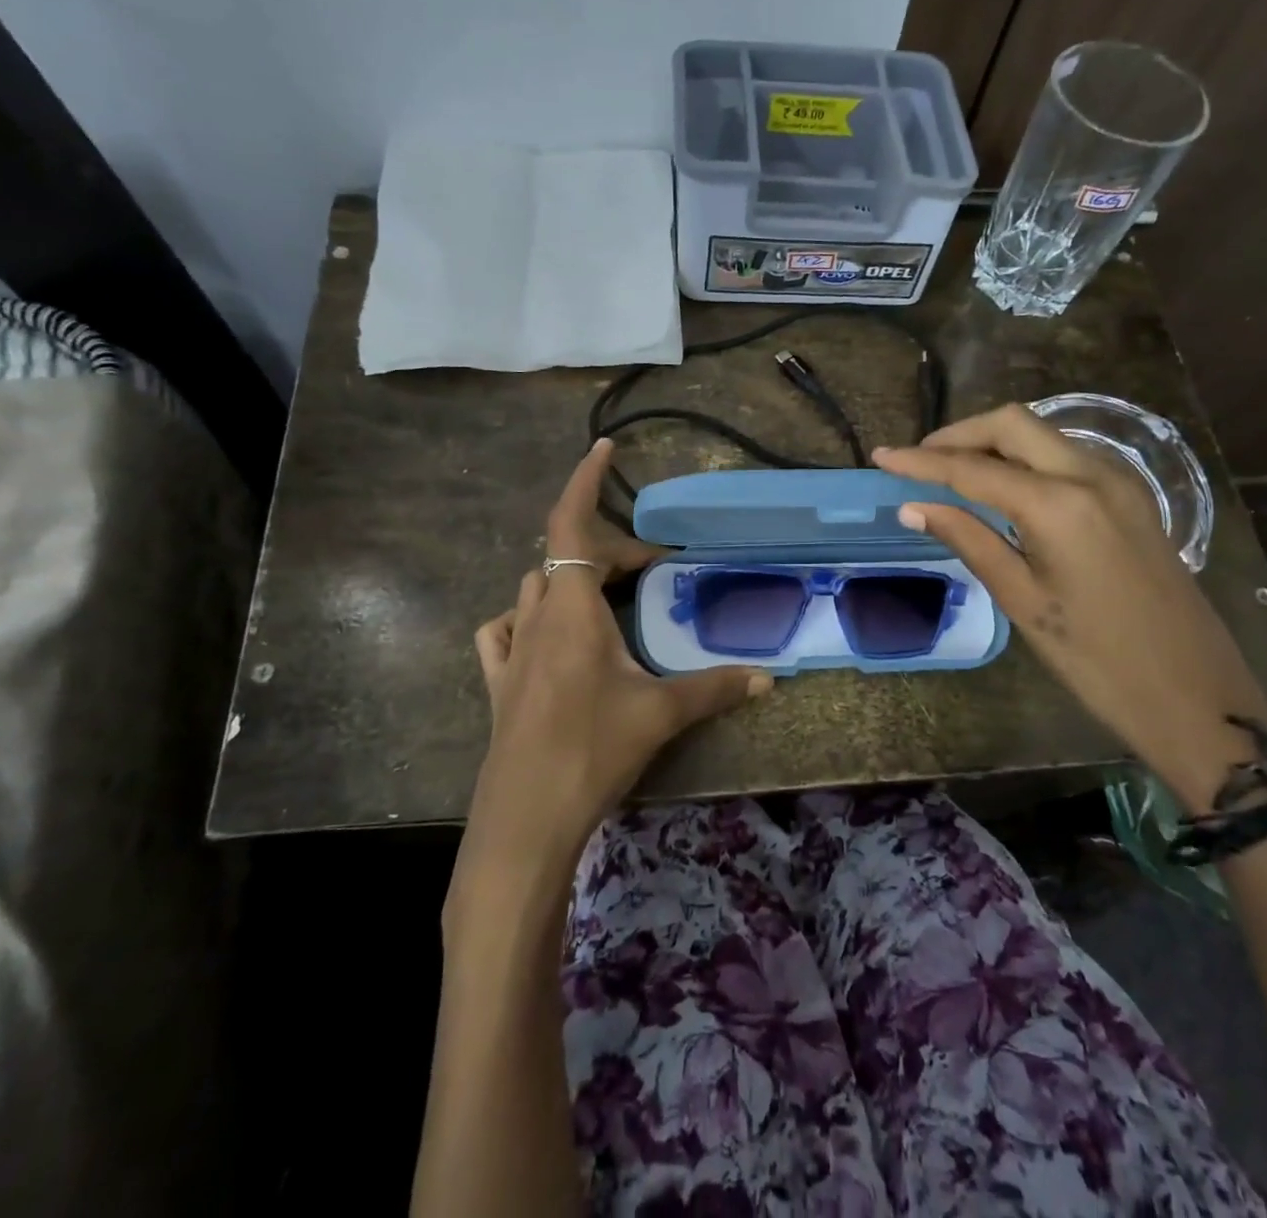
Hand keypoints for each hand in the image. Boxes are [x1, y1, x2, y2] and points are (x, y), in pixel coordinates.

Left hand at [459, 440, 770, 901]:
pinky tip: (545, 636)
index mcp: (571, 609)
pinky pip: (503, 630)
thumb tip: (767, 679)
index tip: (603, 447)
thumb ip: (714, 688)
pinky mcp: (498, 683)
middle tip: (652, 569)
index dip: (585, 480)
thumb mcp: (660, 714)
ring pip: (535, 588)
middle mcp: (535, 617)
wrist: (525, 818)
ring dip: (571, 580)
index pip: (571, 524)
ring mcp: (510, 650)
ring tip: (608, 598)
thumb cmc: (591, 751)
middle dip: (609, 550)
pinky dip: (526, 617)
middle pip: (566, 557)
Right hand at [872, 405, 1266, 775]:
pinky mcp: (1133, 497)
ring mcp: (1120, 481)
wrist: (1196, 696)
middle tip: (920, 462)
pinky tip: (1006, 487)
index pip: (972, 468)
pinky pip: (1068, 456)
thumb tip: (913, 507)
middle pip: (1013, 424)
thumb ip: (968, 540)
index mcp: (1059, 504)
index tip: (880, 456)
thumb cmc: (1097, 659)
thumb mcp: (1022, 600)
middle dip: (960, 435)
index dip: (921, 462)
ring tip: (953, 474)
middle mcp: (1092, 474)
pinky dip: (1027, 458)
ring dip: (994, 443)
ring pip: (1043, 435)